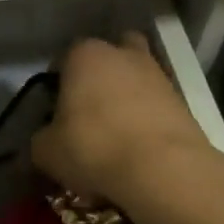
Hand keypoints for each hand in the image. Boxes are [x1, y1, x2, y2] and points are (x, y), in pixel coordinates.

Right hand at [31, 34, 214, 206]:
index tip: (55, 111)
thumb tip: (45, 141)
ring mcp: (157, 74)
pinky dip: (147, 117)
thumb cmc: (93, 147)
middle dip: (99, 77)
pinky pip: (155, 103)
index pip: (64, 59)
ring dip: (126, 96)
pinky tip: (137, 145)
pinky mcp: (182, 100)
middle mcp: (122, 54)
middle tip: (89, 111)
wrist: (162, 169)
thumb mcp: (46, 150)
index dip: (58, 84)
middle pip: (108, 56)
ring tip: (115, 132)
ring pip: (135, 77)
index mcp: (84, 55)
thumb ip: (40, 139)